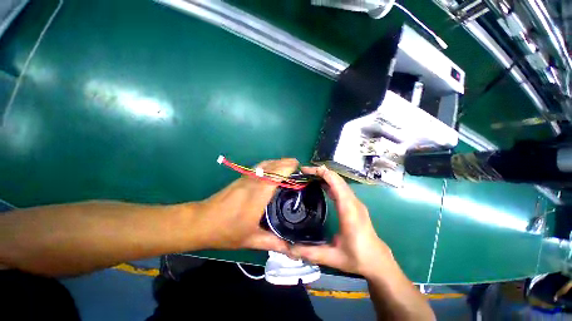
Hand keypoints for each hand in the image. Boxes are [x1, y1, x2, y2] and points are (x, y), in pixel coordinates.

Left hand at [195, 158, 298, 253]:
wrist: (201, 221)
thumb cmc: (226, 231)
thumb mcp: (251, 240)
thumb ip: (273, 242)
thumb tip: (291, 248)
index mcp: (257, 195)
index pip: (275, 175)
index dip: (287, 168)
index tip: (299, 167)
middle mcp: (253, 182)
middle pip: (272, 166)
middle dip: (286, 163)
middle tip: (298, 166)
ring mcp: (246, 178)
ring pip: (265, 164)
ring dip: (277, 162)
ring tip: (289, 165)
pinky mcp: (241, 178)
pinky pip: (259, 167)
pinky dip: (269, 164)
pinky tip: (273, 169)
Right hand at [291, 166, 393, 277]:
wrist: (377, 261)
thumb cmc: (357, 258)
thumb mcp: (332, 258)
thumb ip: (310, 252)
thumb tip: (289, 249)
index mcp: (348, 210)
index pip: (336, 183)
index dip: (321, 173)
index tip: (306, 171)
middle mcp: (353, 202)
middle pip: (337, 178)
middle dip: (320, 172)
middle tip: (303, 172)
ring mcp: (355, 202)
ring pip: (339, 182)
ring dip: (325, 176)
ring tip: (309, 176)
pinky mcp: (354, 204)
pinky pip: (341, 188)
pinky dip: (330, 182)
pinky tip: (321, 185)